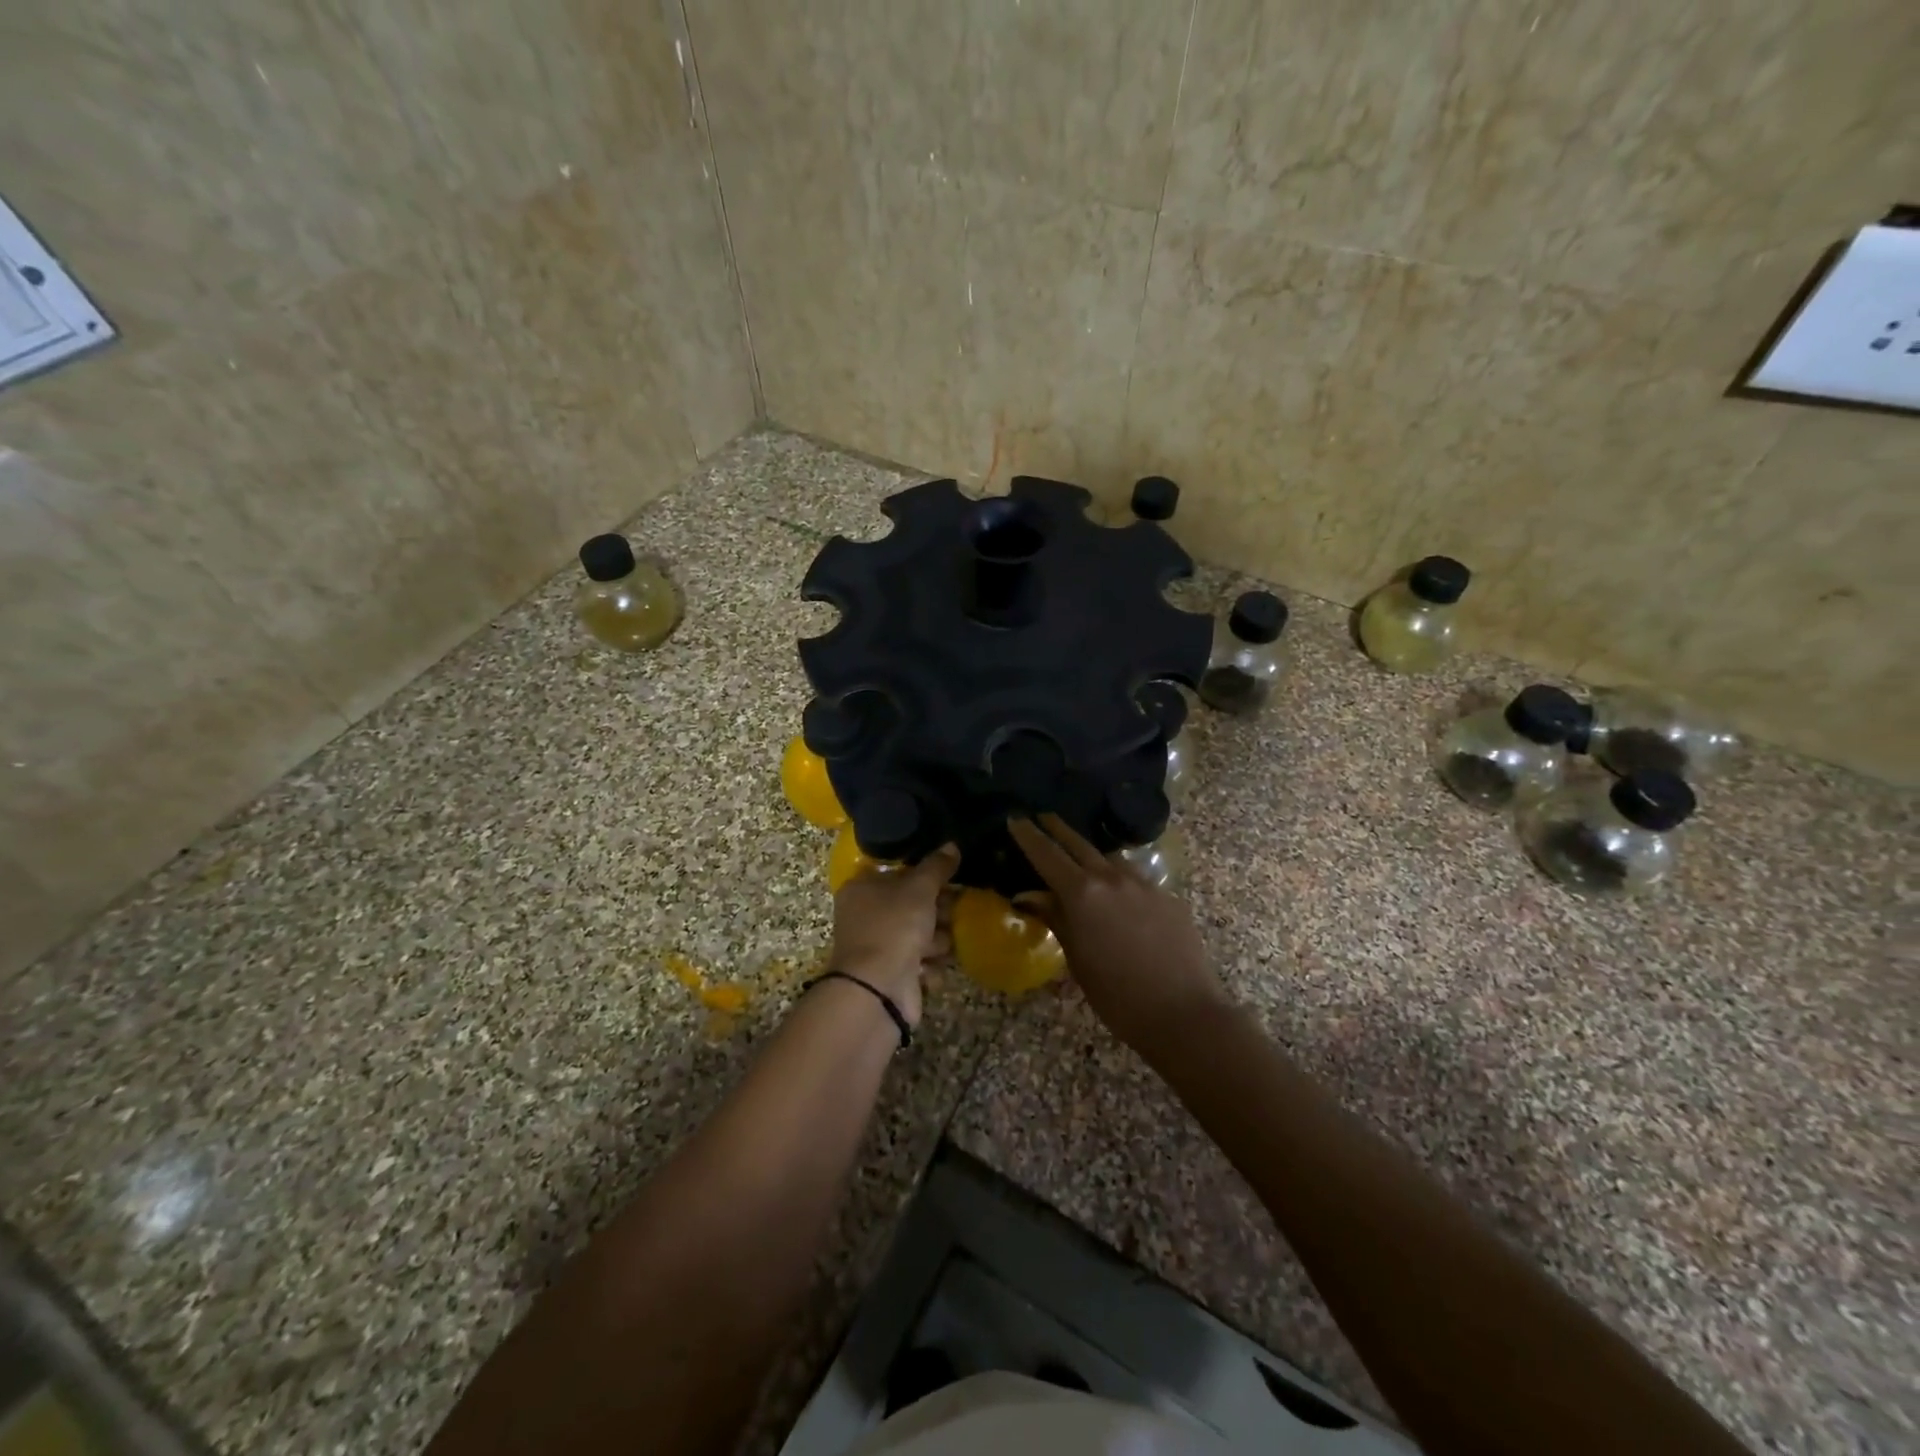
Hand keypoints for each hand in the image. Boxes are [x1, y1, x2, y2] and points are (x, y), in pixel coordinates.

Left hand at [829, 845, 959, 1026]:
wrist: (877, 990)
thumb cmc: (893, 927)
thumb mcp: (918, 889)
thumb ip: (936, 867)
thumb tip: (952, 845)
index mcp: (862, 888)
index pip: (898, 872)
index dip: (924, 874)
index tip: (951, 876)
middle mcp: (866, 915)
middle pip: (911, 904)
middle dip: (936, 910)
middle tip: (956, 910)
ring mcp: (878, 947)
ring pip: (919, 935)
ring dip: (936, 940)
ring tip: (943, 943)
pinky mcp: (891, 974)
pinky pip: (919, 963)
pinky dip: (928, 966)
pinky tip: (931, 968)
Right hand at [1007, 815, 1230, 1051]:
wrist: (1183, 1013)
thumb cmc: (1117, 996)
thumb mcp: (1077, 959)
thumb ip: (1056, 919)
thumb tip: (1030, 897)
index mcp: (1082, 894)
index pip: (1047, 855)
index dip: (1029, 836)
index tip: (1015, 819)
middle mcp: (1112, 878)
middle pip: (1079, 844)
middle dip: (1058, 829)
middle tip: (1043, 816)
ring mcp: (1144, 885)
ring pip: (1110, 859)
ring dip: (1092, 855)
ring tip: (1081, 860)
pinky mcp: (1168, 897)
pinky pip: (1136, 880)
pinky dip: (1119, 881)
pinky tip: (1120, 900)